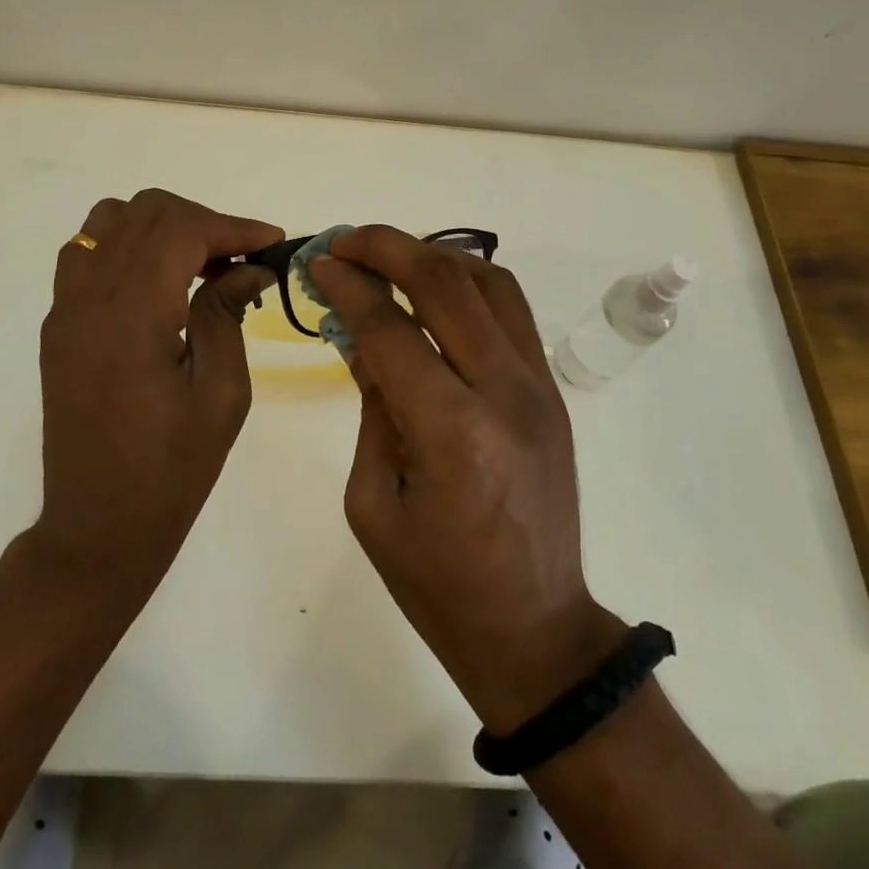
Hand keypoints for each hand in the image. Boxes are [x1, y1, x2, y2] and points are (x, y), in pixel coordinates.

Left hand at [34, 189, 279, 605]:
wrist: (96, 529)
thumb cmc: (171, 472)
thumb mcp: (221, 396)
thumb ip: (227, 315)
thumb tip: (250, 267)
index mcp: (130, 320)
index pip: (179, 231)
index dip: (231, 225)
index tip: (270, 242)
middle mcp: (88, 302)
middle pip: (145, 212)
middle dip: (202, 221)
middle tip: (239, 259)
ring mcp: (65, 310)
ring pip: (110, 220)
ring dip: (162, 227)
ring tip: (198, 265)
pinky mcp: (58, 325)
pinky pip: (89, 252)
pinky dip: (129, 246)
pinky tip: (159, 283)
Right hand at [308, 228, 625, 732]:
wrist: (534, 627)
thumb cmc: (438, 582)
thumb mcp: (373, 502)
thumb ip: (371, 405)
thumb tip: (359, 333)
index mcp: (451, 432)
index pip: (391, 327)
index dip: (348, 285)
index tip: (318, 262)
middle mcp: (503, 391)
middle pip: (445, 282)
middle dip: (387, 247)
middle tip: (345, 242)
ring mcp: (537, 384)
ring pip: (488, 281)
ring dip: (433, 255)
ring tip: (388, 257)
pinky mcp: (551, 388)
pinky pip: (511, 308)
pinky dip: (469, 280)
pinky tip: (435, 287)